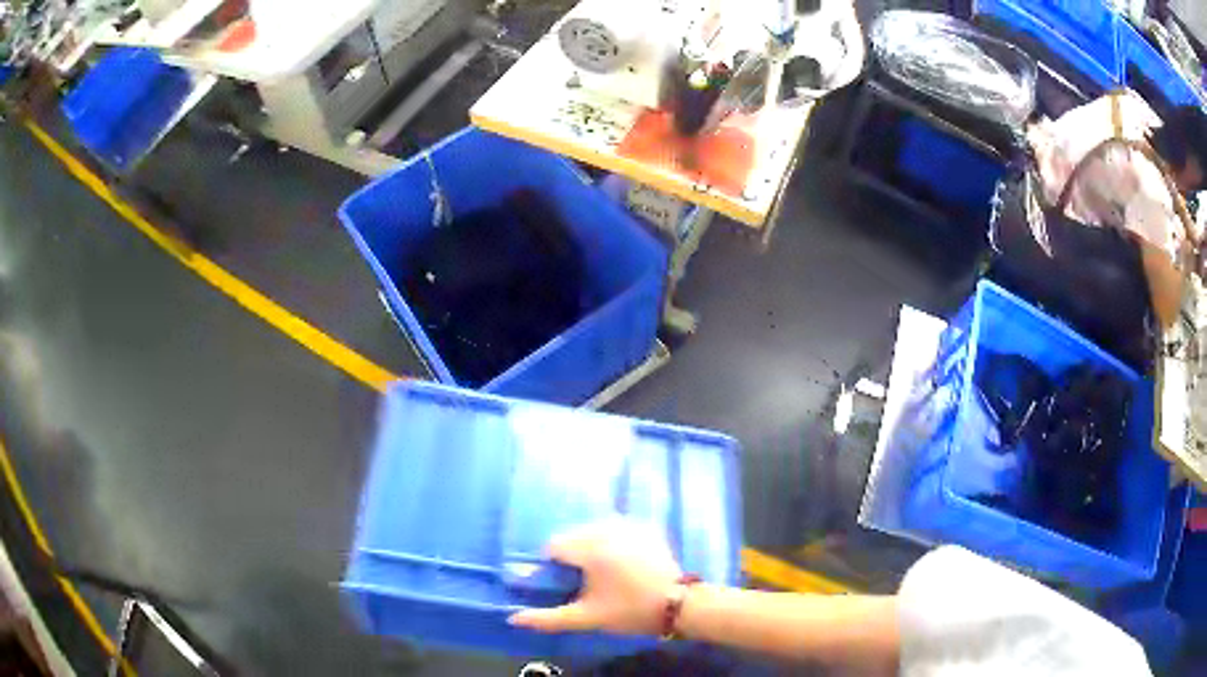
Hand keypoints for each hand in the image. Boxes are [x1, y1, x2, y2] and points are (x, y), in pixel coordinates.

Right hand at [508, 518, 682, 635]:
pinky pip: (616, 527)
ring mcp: (629, 525)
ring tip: (604, 572)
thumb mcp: (586, 617)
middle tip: (585, 581)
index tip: (564, 583)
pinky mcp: (646, 527)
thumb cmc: (630, 611)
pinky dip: (611, 539)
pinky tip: (622, 560)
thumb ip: (547, 618)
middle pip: (573, 535)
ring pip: (594, 529)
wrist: (679, 605)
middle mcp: (608, 528)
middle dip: (572, 555)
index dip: (554, 566)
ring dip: (590, 545)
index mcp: (590, 548)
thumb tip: (513, 619)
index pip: (555, 546)